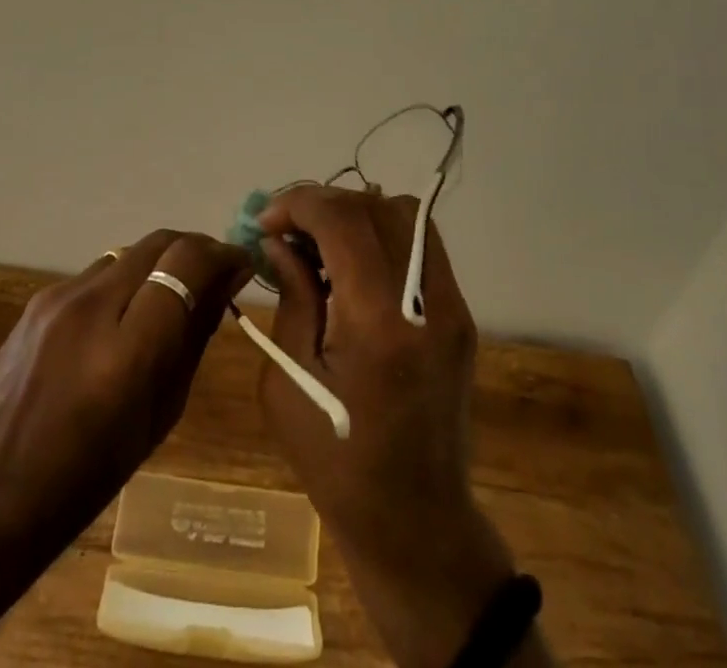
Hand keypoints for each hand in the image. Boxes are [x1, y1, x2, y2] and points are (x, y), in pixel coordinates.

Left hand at [0, 229, 251, 667]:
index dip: (221, 255)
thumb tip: (227, 280)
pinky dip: (124, 282)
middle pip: (159, 242)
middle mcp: (91, 309)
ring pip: (129, 252)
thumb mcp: (162, 411)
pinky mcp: (38, 298)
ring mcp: (58, 298)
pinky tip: (121, 317)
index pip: (185, 263)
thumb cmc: (93, 471)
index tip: (240, 265)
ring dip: (158, 264)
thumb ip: (195, 336)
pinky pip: (97, 273)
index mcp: (127, 352)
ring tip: (167, 299)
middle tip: (213, 275)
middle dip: (194, 250)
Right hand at [258, 186, 518, 667]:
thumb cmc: (336, 461)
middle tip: (287, 228)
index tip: (267, 220)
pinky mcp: (460, 314)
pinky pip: (421, 244)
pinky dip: (382, 233)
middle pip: (376, 208)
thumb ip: (290, 297)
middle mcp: (426, 301)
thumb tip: (279, 241)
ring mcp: (452, 305)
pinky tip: (352, 262)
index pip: (344, 221)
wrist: (416, 521)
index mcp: (380, 324)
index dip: (300, 204)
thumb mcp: (288, 383)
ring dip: (356, 212)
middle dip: (324, 204)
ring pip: (406, 215)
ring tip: (319, 240)